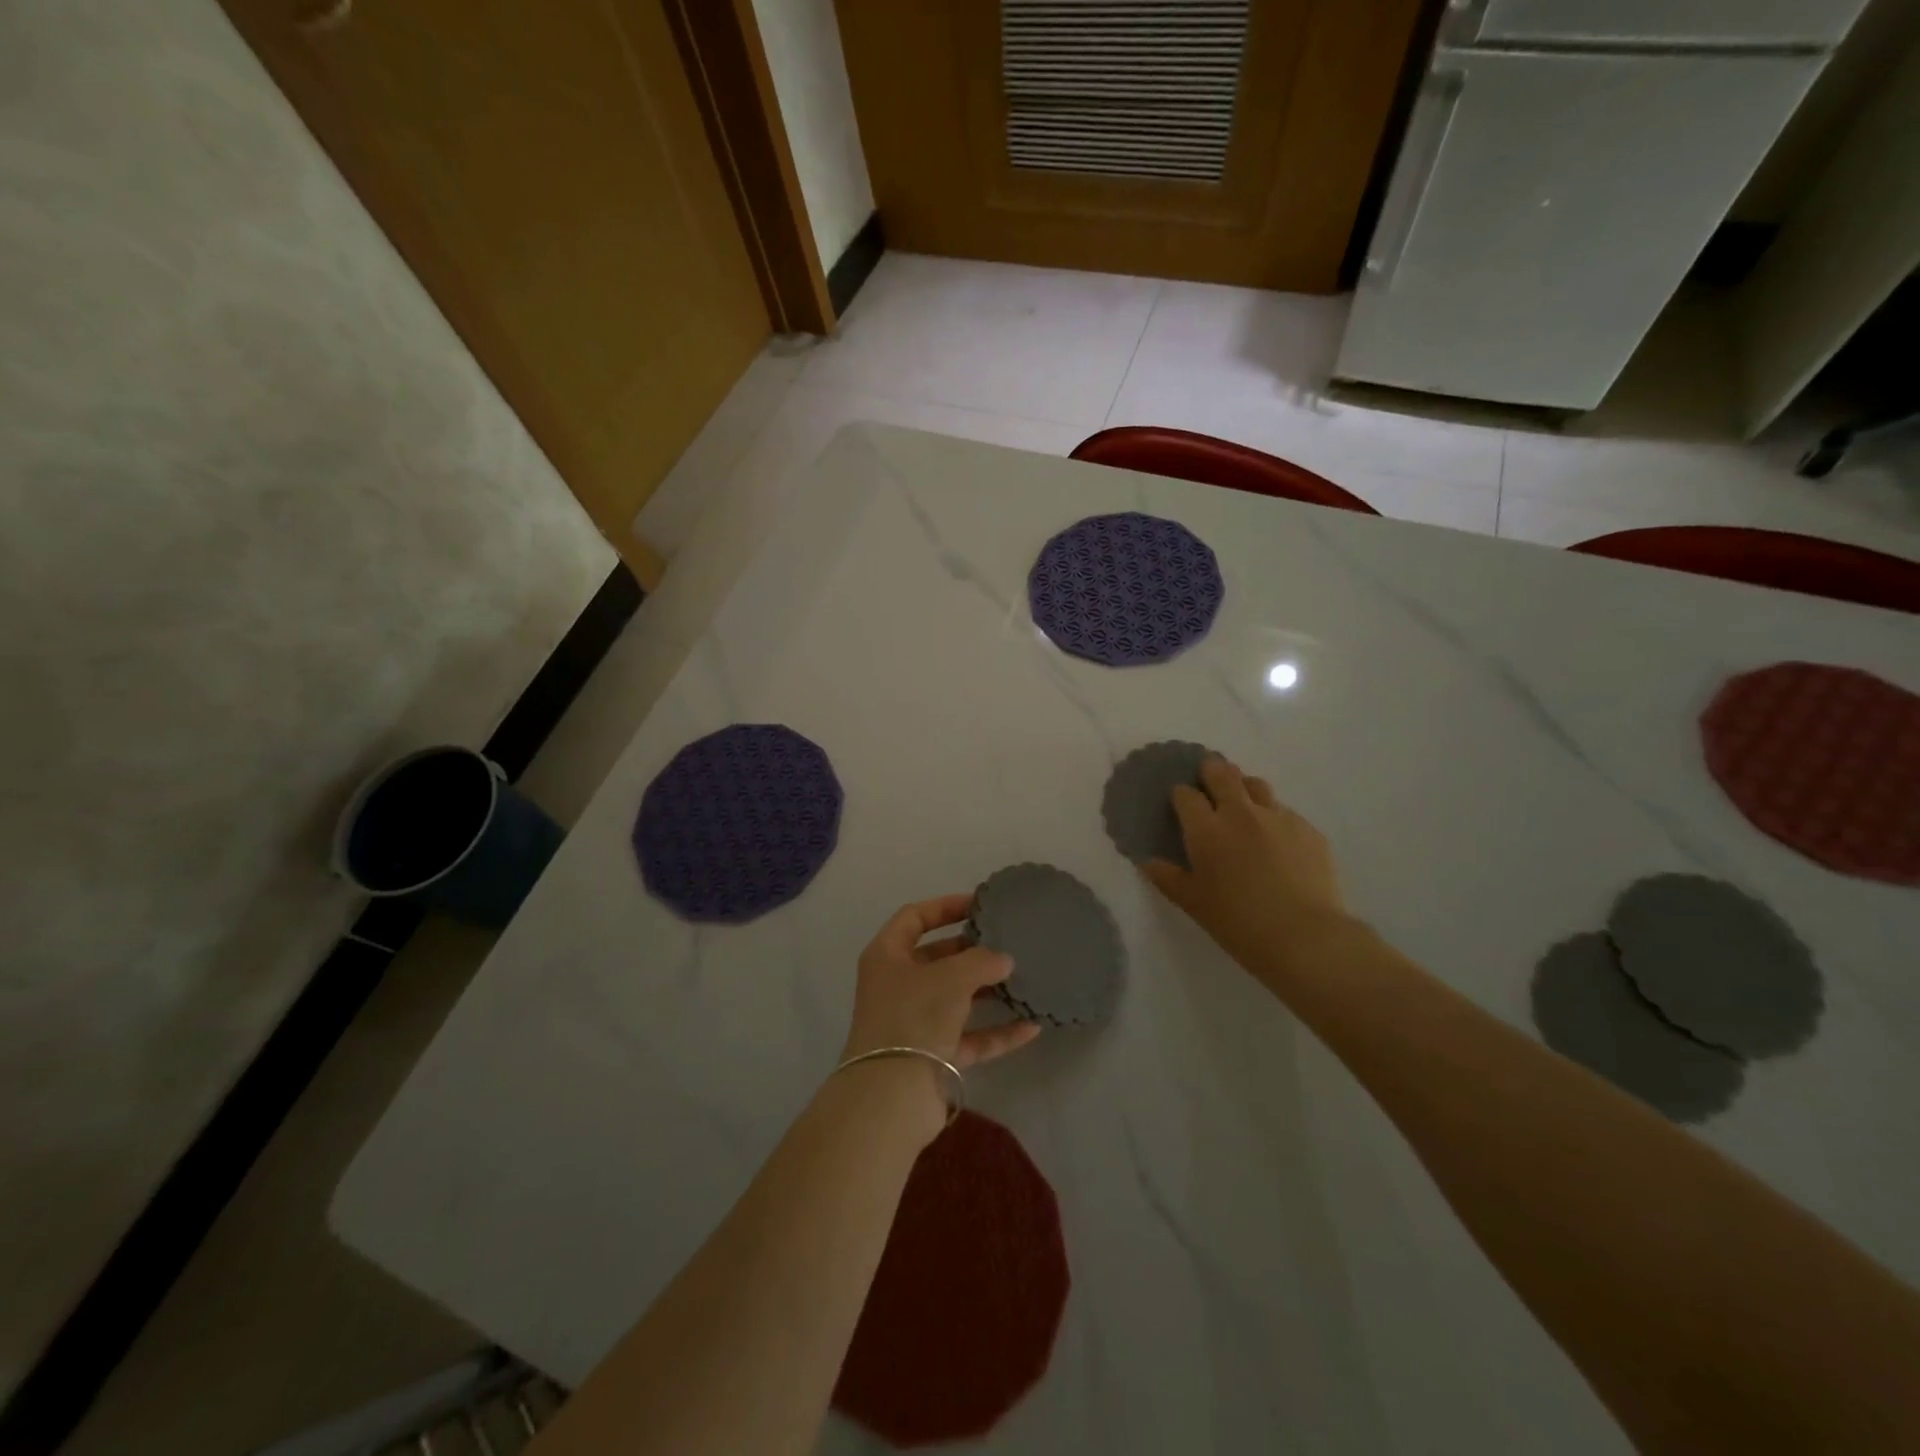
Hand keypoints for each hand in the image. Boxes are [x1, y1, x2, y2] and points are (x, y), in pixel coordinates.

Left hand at [840, 896, 1041, 1112]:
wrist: (891, 1096)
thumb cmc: (914, 1017)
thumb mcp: (951, 977)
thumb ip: (982, 961)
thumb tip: (1004, 960)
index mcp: (887, 956)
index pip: (914, 918)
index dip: (945, 906)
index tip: (980, 904)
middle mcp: (897, 985)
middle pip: (937, 958)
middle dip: (972, 951)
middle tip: (1007, 942)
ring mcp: (914, 1022)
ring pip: (955, 999)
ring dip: (987, 991)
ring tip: (1023, 978)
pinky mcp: (932, 1056)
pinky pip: (969, 1037)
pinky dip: (996, 1032)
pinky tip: (1031, 1027)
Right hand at [1142, 755, 1352, 987]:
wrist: (1306, 937)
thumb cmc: (1238, 922)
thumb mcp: (1192, 903)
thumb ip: (1167, 877)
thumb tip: (1147, 861)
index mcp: (1207, 829)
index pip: (1186, 794)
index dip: (1180, 795)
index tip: (1180, 804)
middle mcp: (1241, 813)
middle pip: (1222, 773)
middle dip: (1211, 771)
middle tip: (1208, 783)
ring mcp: (1278, 817)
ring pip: (1257, 785)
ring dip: (1244, 788)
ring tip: (1242, 806)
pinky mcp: (1308, 829)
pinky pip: (1285, 812)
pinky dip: (1273, 818)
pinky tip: (1276, 842)